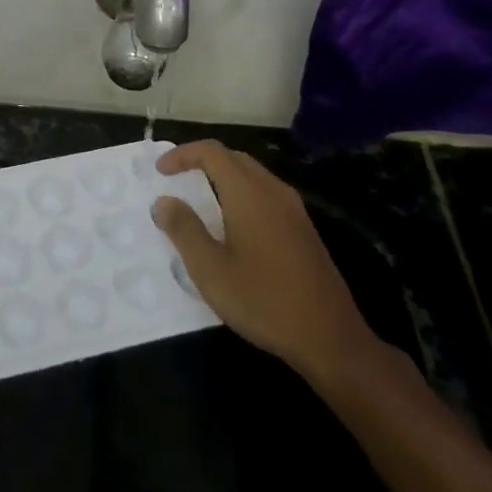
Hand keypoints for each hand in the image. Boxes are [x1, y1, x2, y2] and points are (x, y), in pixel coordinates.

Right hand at [152, 141, 383, 399]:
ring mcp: (294, 210)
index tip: (160, 171)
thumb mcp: (211, 270)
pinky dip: (242, 194)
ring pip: (253, 175)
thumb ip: (184, 230)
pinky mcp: (304, 230)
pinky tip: (234, 225)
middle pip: (234, 157)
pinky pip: (267, 194)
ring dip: (224, 177)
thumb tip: (163, 201)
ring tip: (201, 200)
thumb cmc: (264, 301)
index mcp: (249, 193)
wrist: (331, 339)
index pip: (212, 152)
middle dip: (203, 161)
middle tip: (178, 179)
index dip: (182, 154)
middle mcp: (273, 191)